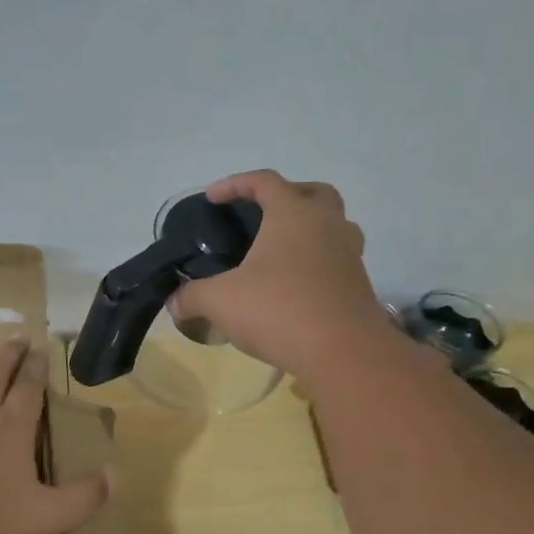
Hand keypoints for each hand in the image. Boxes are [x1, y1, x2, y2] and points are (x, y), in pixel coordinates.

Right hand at [171, 169, 394, 382]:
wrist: (344, 353)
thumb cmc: (279, 311)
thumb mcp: (221, 301)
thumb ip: (192, 296)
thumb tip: (174, 303)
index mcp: (293, 214)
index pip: (264, 181)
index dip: (234, 184)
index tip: (212, 198)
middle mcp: (327, 224)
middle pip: (312, 192)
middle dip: (285, 196)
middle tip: (261, 214)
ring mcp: (349, 253)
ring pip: (333, 224)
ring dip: (308, 227)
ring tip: (281, 250)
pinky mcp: (359, 283)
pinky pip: (336, 257)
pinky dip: (317, 260)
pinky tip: (295, 283)